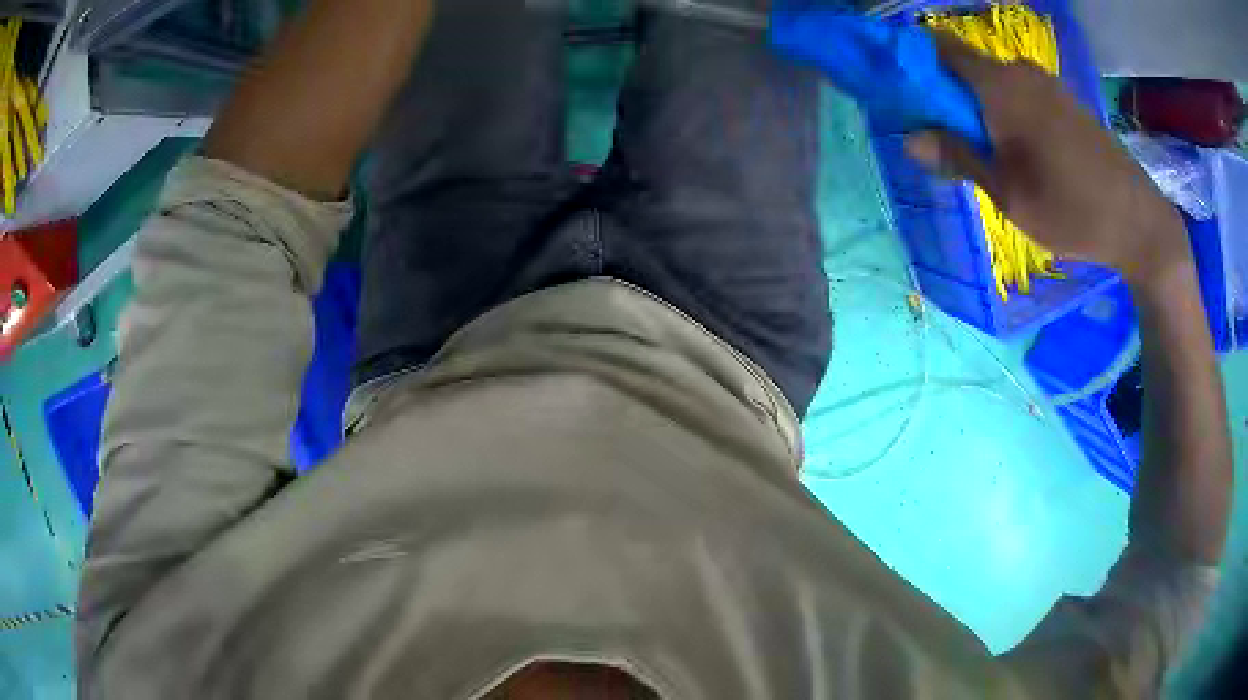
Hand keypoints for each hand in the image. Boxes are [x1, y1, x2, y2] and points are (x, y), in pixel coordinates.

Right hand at [905, 35, 1190, 287]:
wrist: (1139, 222)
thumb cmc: (1072, 210)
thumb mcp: (1009, 194)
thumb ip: (960, 157)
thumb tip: (909, 138)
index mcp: (1000, 85)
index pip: (939, 48)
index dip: (914, 61)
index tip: (902, 92)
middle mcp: (1021, 72)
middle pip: (967, 68)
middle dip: (950, 97)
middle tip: (950, 144)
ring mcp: (1048, 85)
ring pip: (996, 84)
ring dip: (981, 109)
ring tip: (990, 156)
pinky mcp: (1066, 102)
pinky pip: (1022, 95)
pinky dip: (1009, 113)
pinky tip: (1022, 153)